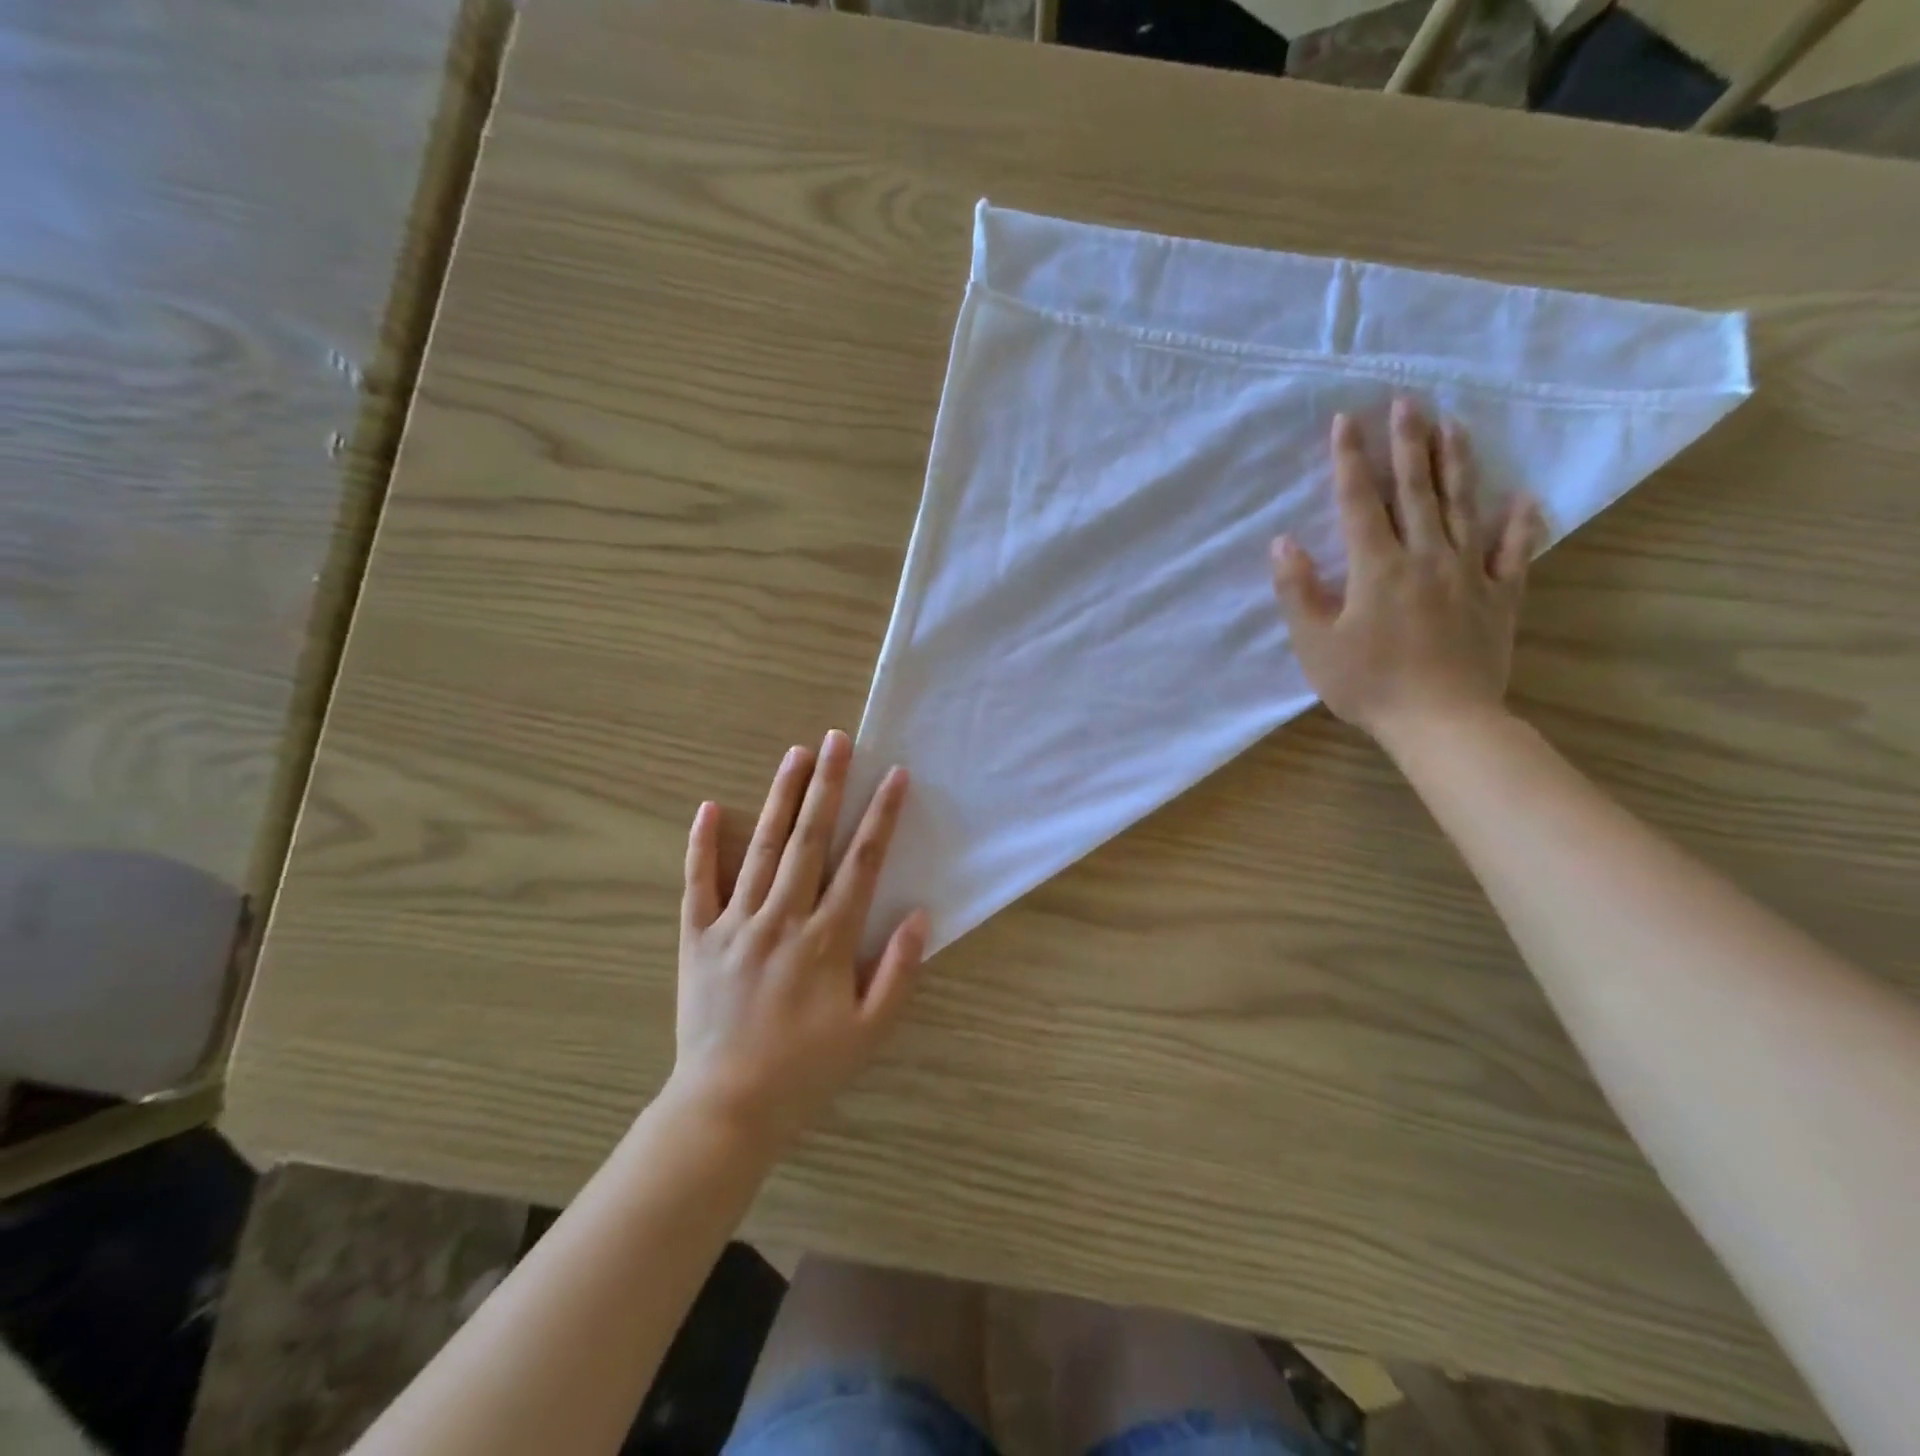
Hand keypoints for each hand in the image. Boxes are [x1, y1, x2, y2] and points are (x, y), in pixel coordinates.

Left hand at [668, 729, 929, 1151]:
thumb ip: (898, 972)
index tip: (894, 776)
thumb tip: (920, 916)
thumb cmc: (805, 1071)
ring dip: (780, 798)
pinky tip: (709, 808)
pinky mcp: (697, 938)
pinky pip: (698, 884)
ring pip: (760, 848)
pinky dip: (702, 845)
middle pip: (809, 840)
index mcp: (826, 940)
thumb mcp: (869, 1033)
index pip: (860, 863)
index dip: (880, 817)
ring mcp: (735, 924)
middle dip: (828, 785)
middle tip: (838, 739)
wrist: (726, 1109)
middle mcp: (782, 919)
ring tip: (795, 755)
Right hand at [1270, 400, 1542, 755]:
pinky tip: (1523, 497)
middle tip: (1408, 401)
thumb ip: (1298, 590)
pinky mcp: (1499, 597)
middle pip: (1416, 490)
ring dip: (1457, 464)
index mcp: (1377, 567)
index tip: (1346, 420)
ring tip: (1455, 425)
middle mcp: (1425, 557)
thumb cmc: (1368, 684)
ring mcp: (1468, 573)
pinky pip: (1513, 552)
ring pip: (1462, 507)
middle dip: (1408, 444)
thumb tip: (1283, 543)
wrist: (1441, 720)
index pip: (1359, 502)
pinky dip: (1520, 523)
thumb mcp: (1315, 643)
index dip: (1350, 460)